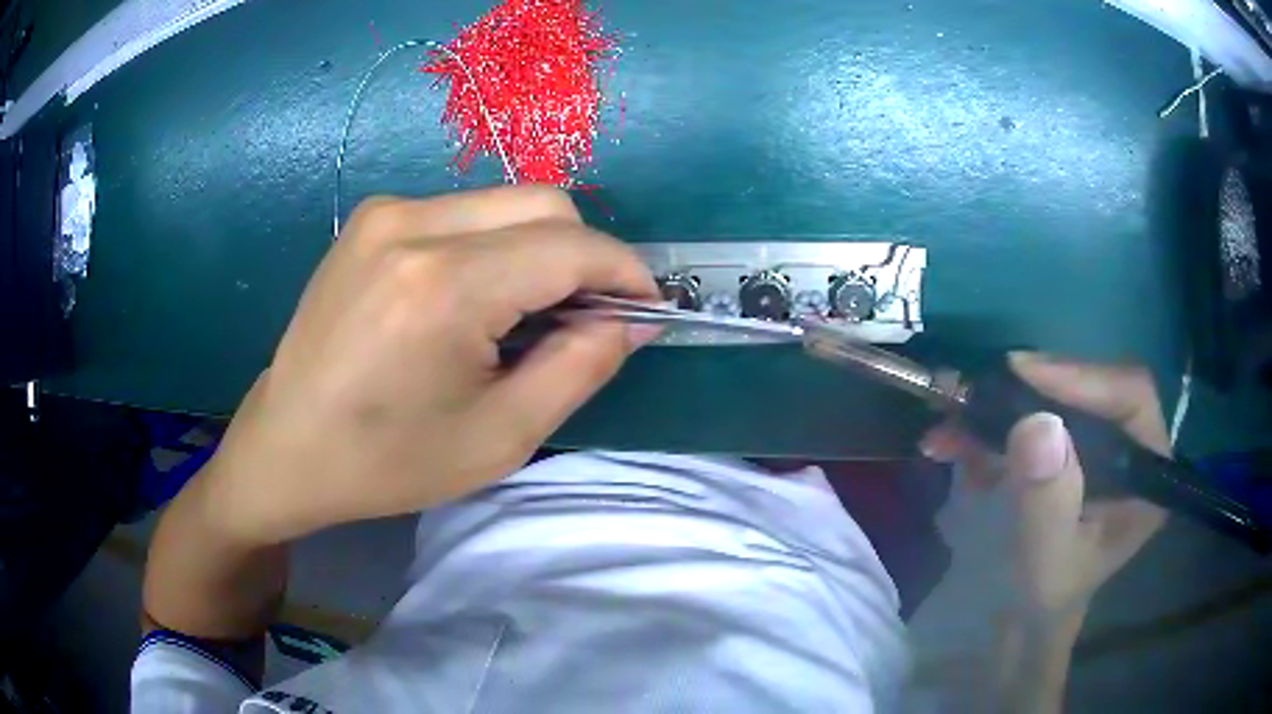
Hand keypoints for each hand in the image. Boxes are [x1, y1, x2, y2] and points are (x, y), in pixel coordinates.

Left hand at [201, 186, 659, 544]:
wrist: (287, 447)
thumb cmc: (388, 462)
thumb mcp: (501, 436)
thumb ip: (581, 366)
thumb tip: (632, 318)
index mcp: (444, 286)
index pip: (571, 246)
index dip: (625, 273)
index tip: (645, 308)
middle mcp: (412, 224)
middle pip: (544, 203)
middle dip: (585, 255)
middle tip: (584, 318)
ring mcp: (384, 213)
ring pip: (504, 202)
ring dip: (538, 248)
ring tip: (524, 315)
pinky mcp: (369, 219)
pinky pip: (462, 211)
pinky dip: (493, 244)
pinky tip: (473, 299)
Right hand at [921, 353, 1168, 617]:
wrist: (1027, 619)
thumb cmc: (1046, 600)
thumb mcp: (1046, 563)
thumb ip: (1048, 501)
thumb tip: (1038, 422)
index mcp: (1147, 473)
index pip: (1131, 397)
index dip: (1083, 377)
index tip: (1024, 374)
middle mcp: (1130, 447)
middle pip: (1092, 387)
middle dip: (1035, 388)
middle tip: (983, 388)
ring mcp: (1098, 445)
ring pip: (1059, 398)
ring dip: (1003, 405)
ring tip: (953, 420)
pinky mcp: (1068, 447)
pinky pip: (1032, 418)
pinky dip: (992, 426)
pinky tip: (956, 444)